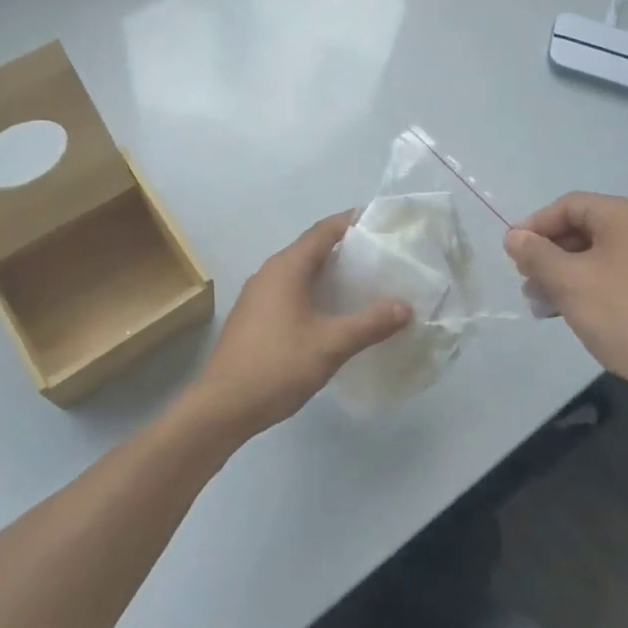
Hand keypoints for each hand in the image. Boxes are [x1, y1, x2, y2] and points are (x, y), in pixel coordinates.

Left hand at [180, 212, 411, 440]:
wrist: (223, 406)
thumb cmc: (278, 366)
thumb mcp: (331, 345)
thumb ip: (370, 323)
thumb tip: (405, 307)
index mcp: (286, 267)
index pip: (323, 231)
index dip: (351, 222)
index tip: (380, 222)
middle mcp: (269, 272)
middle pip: (311, 248)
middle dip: (345, 249)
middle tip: (380, 257)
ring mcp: (257, 295)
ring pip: (299, 272)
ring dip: (328, 273)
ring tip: (362, 284)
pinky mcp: (253, 316)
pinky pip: (289, 291)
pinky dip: (313, 292)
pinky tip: (331, 314)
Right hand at [505, 192, 627, 420]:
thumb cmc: (621, 315)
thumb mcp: (568, 281)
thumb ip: (536, 254)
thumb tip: (513, 237)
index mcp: (625, 216)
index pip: (569, 205)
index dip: (535, 225)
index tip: (512, 253)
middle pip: (581, 229)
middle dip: (547, 254)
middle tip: (524, 280)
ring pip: (594, 255)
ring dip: (561, 274)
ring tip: (538, 302)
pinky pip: (611, 275)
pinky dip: (584, 286)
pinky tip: (563, 311)